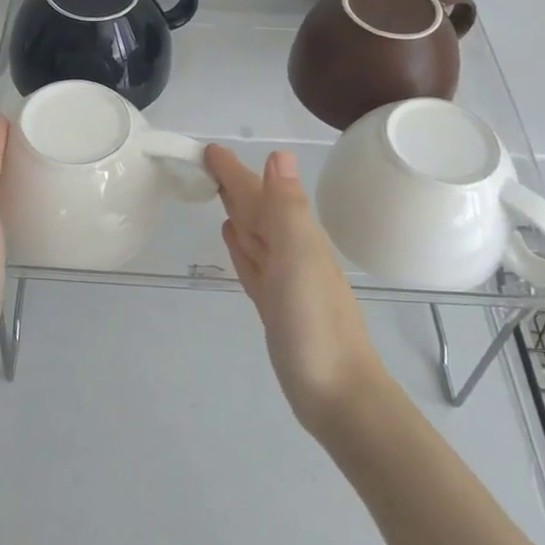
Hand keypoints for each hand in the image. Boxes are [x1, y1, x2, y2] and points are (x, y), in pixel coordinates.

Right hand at [205, 145, 389, 434]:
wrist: (337, 394)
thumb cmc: (314, 324)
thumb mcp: (299, 258)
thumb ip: (287, 208)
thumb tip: (278, 154)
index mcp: (295, 236)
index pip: (258, 192)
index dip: (235, 171)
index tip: (209, 149)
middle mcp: (290, 252)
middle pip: (256, 209)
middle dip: (235, 185)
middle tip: (207, 164)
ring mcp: (283, 280)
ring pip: (255, 234)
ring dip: (238, 212)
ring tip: (218, 193)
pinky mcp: (274, 306)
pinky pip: (253, 264)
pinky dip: (242, 248)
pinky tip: (234, 240)